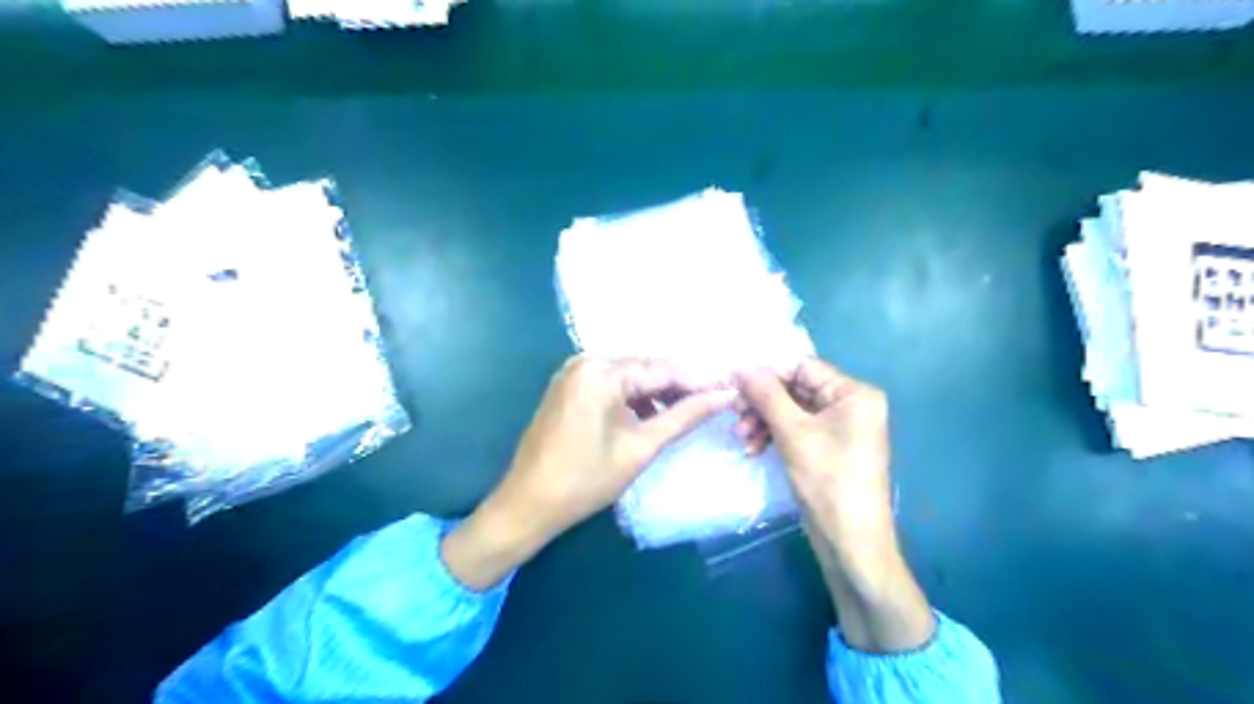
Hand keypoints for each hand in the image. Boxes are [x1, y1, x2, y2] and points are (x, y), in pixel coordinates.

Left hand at [443, 354, 737, 590]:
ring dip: (660, 391)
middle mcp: (586, 362)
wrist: (527, 504)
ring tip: (690, 410)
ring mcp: (574, 373)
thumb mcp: (640, 448)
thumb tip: (724, 397)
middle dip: (681, 384)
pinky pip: (613, 384)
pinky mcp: (570, 387)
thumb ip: (683, 417)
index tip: (731, 390)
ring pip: (631, 375)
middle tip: (715, 400)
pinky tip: (655, 414)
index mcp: (600, 372)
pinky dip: (636, 397)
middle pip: (646, 367)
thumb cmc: (584, 481)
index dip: (699, 380)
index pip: (662, 368)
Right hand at [732, 357, 895, 544]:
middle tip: (736, 417)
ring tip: (743, 439)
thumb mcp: (793, 433)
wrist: (850, 541)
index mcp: (853, 393)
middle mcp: (850, 404)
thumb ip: (767, 395)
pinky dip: (774, 436)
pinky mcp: (828, 447)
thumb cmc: (827, 480)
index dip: (768, 375)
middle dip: (763, 404)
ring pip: (792, 410)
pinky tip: (753, 449)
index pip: (802, 367)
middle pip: (796, 389)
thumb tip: (742, 366)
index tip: (737, 387)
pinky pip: (796, 429)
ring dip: (764, 421)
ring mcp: (840, 427)